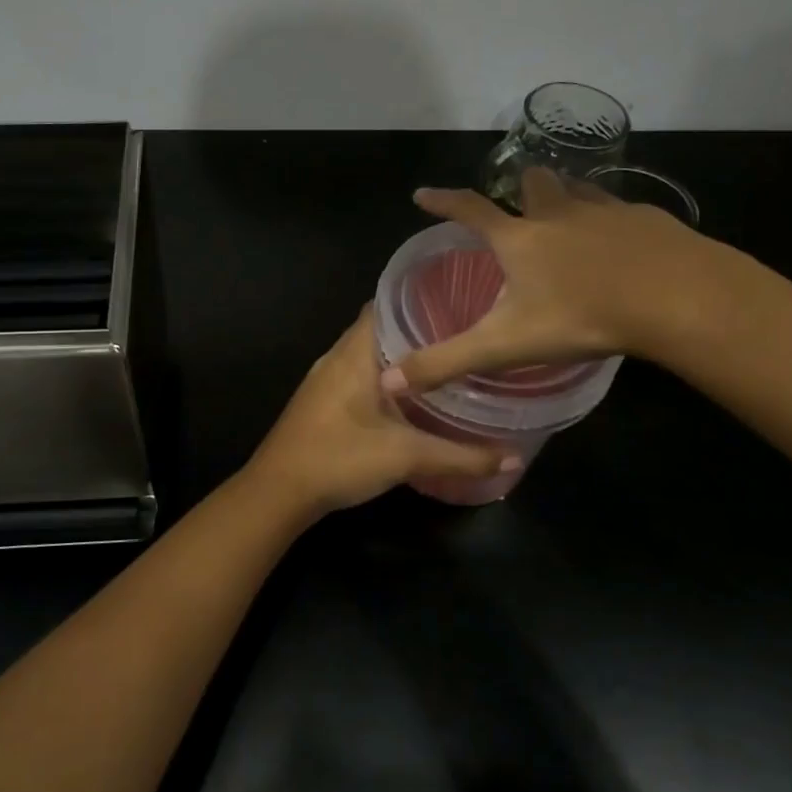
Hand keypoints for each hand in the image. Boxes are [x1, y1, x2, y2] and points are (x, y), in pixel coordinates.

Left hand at [246, 308, 519, 515]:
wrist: (278, 492)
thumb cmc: (339, 458)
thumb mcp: (406, 457)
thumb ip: (461, 457)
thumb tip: (512, 457)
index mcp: (354, 353)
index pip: (386, 304)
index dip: (420, 298)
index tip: (458, 301)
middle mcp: (337, 357)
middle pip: (380, 328)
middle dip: (418, 330)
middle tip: (462, 335)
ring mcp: (324, 380)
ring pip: (368, 355)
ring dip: (400, 357)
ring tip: (444, 362)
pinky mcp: (321, 402)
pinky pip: (358, 376)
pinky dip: (384, 378)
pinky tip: (409, 397)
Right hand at [381, 167, 732, 394]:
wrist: (675, 298)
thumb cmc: (580, 317)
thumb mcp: (504, 345)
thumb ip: (447, 362)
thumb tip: (388, 381)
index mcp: (519, 240)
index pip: (469, 211)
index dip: (443, 201)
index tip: (422, 194)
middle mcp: (558, 215)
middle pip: (533, 184)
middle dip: (521, 187)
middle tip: (520, 202)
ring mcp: (606, 211)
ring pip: (579, 190)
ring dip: (566, 195)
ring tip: (567, 213)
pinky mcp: (648, 219)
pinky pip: (621, 209)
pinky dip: (611, 218)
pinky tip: (622, 241)